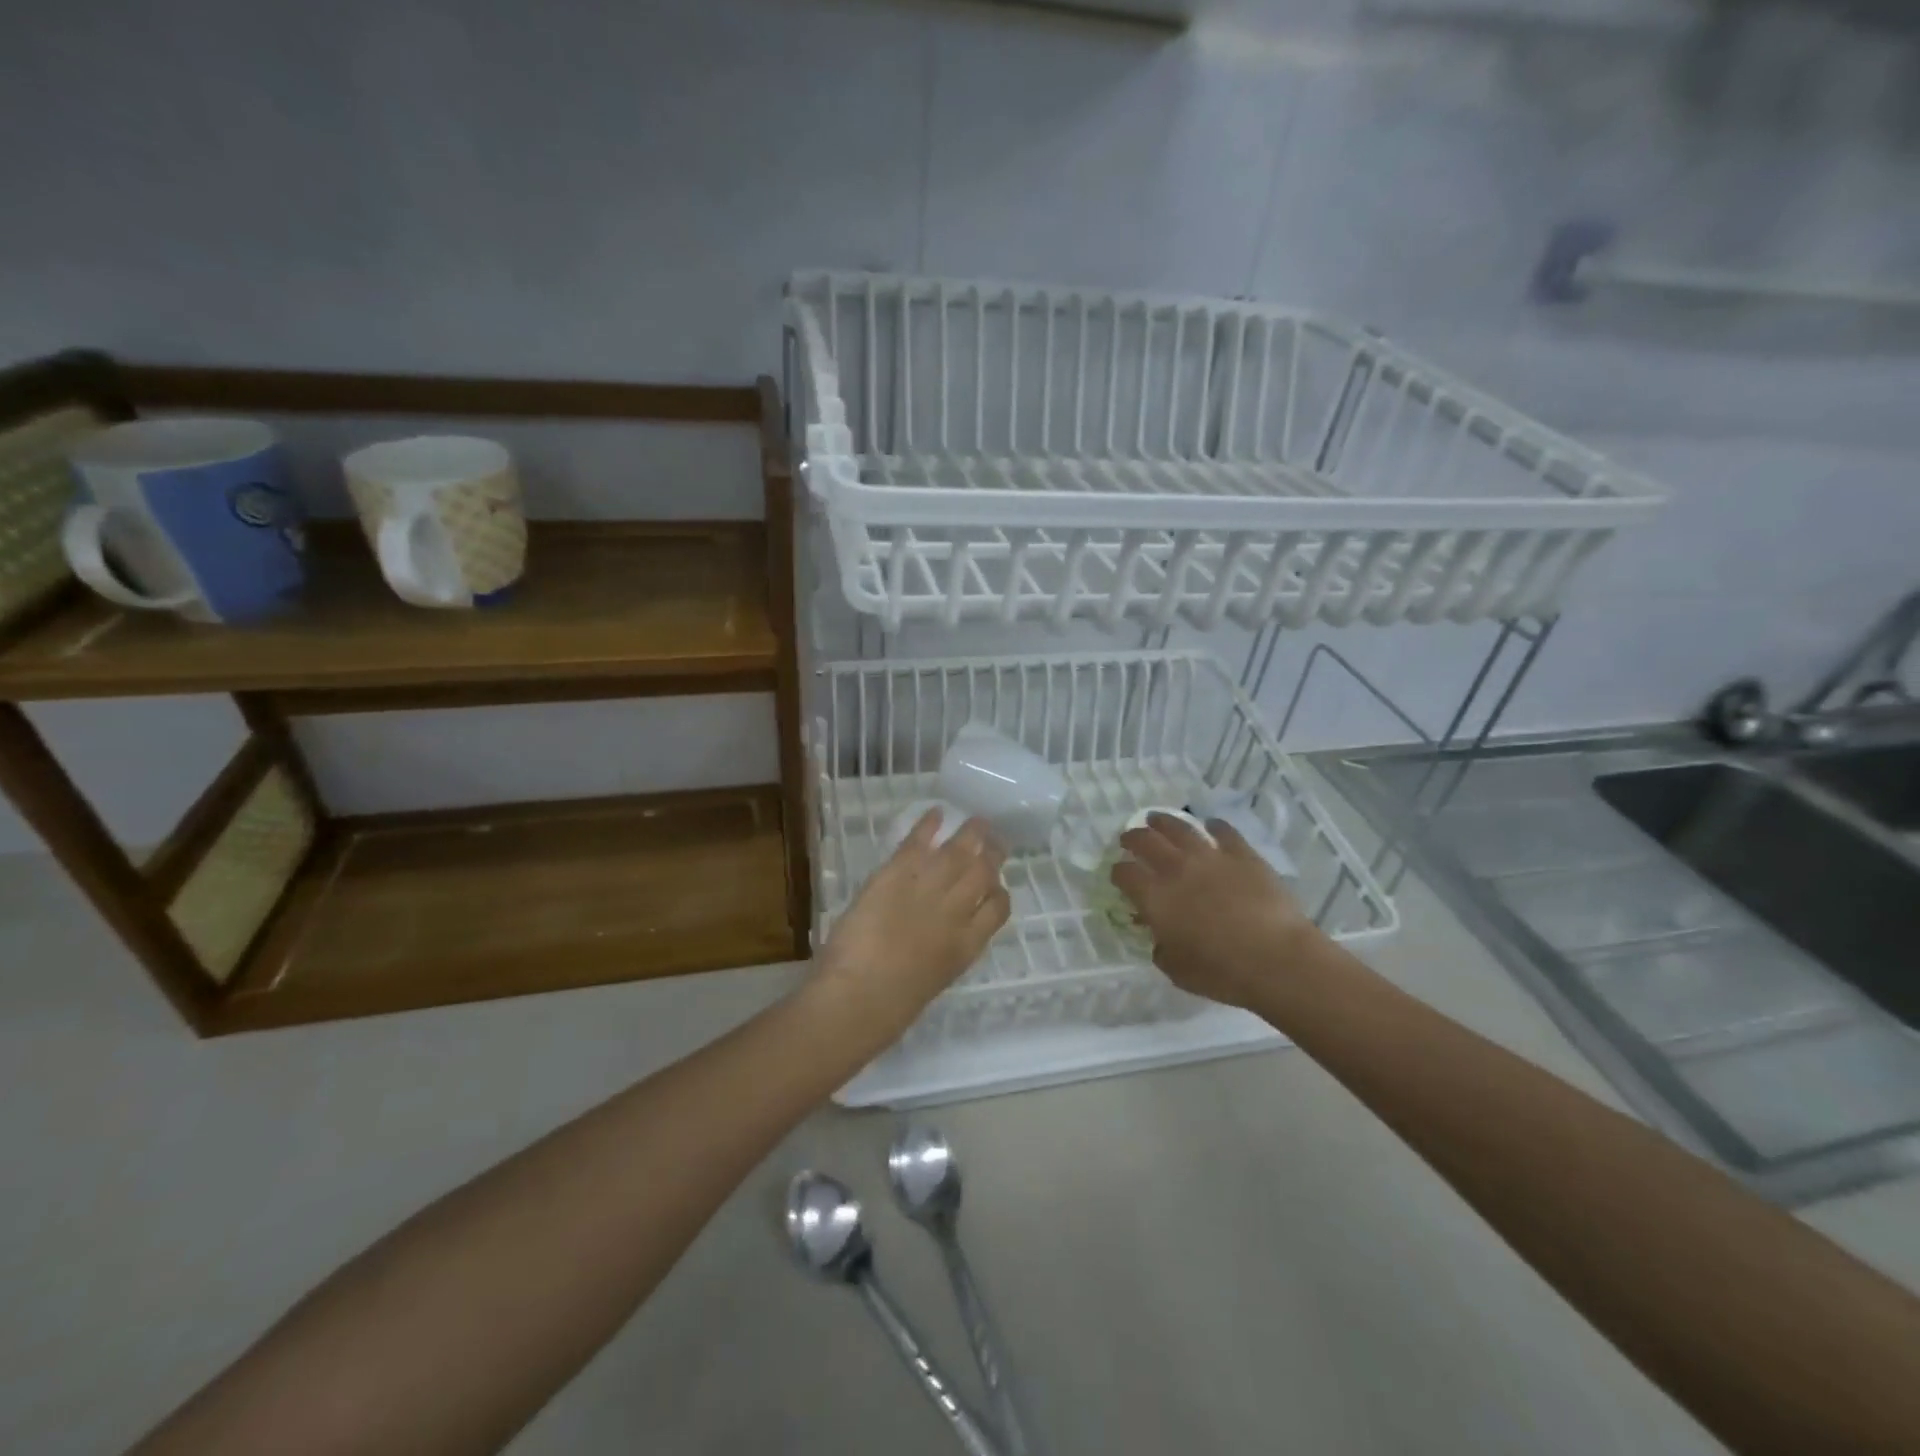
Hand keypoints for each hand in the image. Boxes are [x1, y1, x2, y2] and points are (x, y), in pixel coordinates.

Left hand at [814, 810, 1010, 1037]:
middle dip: (993, 854)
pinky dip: (928, 825)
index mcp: (966, 946)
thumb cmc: (890, 1008)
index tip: (995, 884)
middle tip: (995, 841)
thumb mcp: (931, 982)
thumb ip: (940, 955)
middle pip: (984, 873)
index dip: (999, 892)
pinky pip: (918, 842)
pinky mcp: (897, 874)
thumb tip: (936, 943)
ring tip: (978, 821)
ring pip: (959, 852)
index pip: (998, 908)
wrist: (859, 997)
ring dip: (971, 833)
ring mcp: (929, 889)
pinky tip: (935, 813)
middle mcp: (956, 912)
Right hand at [1111, 812, 1324, 1010]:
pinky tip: (1210, 826)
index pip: (1124, 874)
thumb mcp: (1176, 970)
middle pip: (1145, 841)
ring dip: (1163, 821)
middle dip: (1132, 838)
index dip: (1117, 873)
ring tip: (1157, 819)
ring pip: (1179, 827)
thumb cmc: (1221, 972)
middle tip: (1129, 838)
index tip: (1118, 876)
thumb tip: (1160, 938)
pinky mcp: (1242, 854)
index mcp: (1154, 897)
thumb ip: (1161, 949)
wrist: (1276, 959)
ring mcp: (1210, 856)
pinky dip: (1213, 826)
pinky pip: (1223, 831)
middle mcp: (1176, 868)